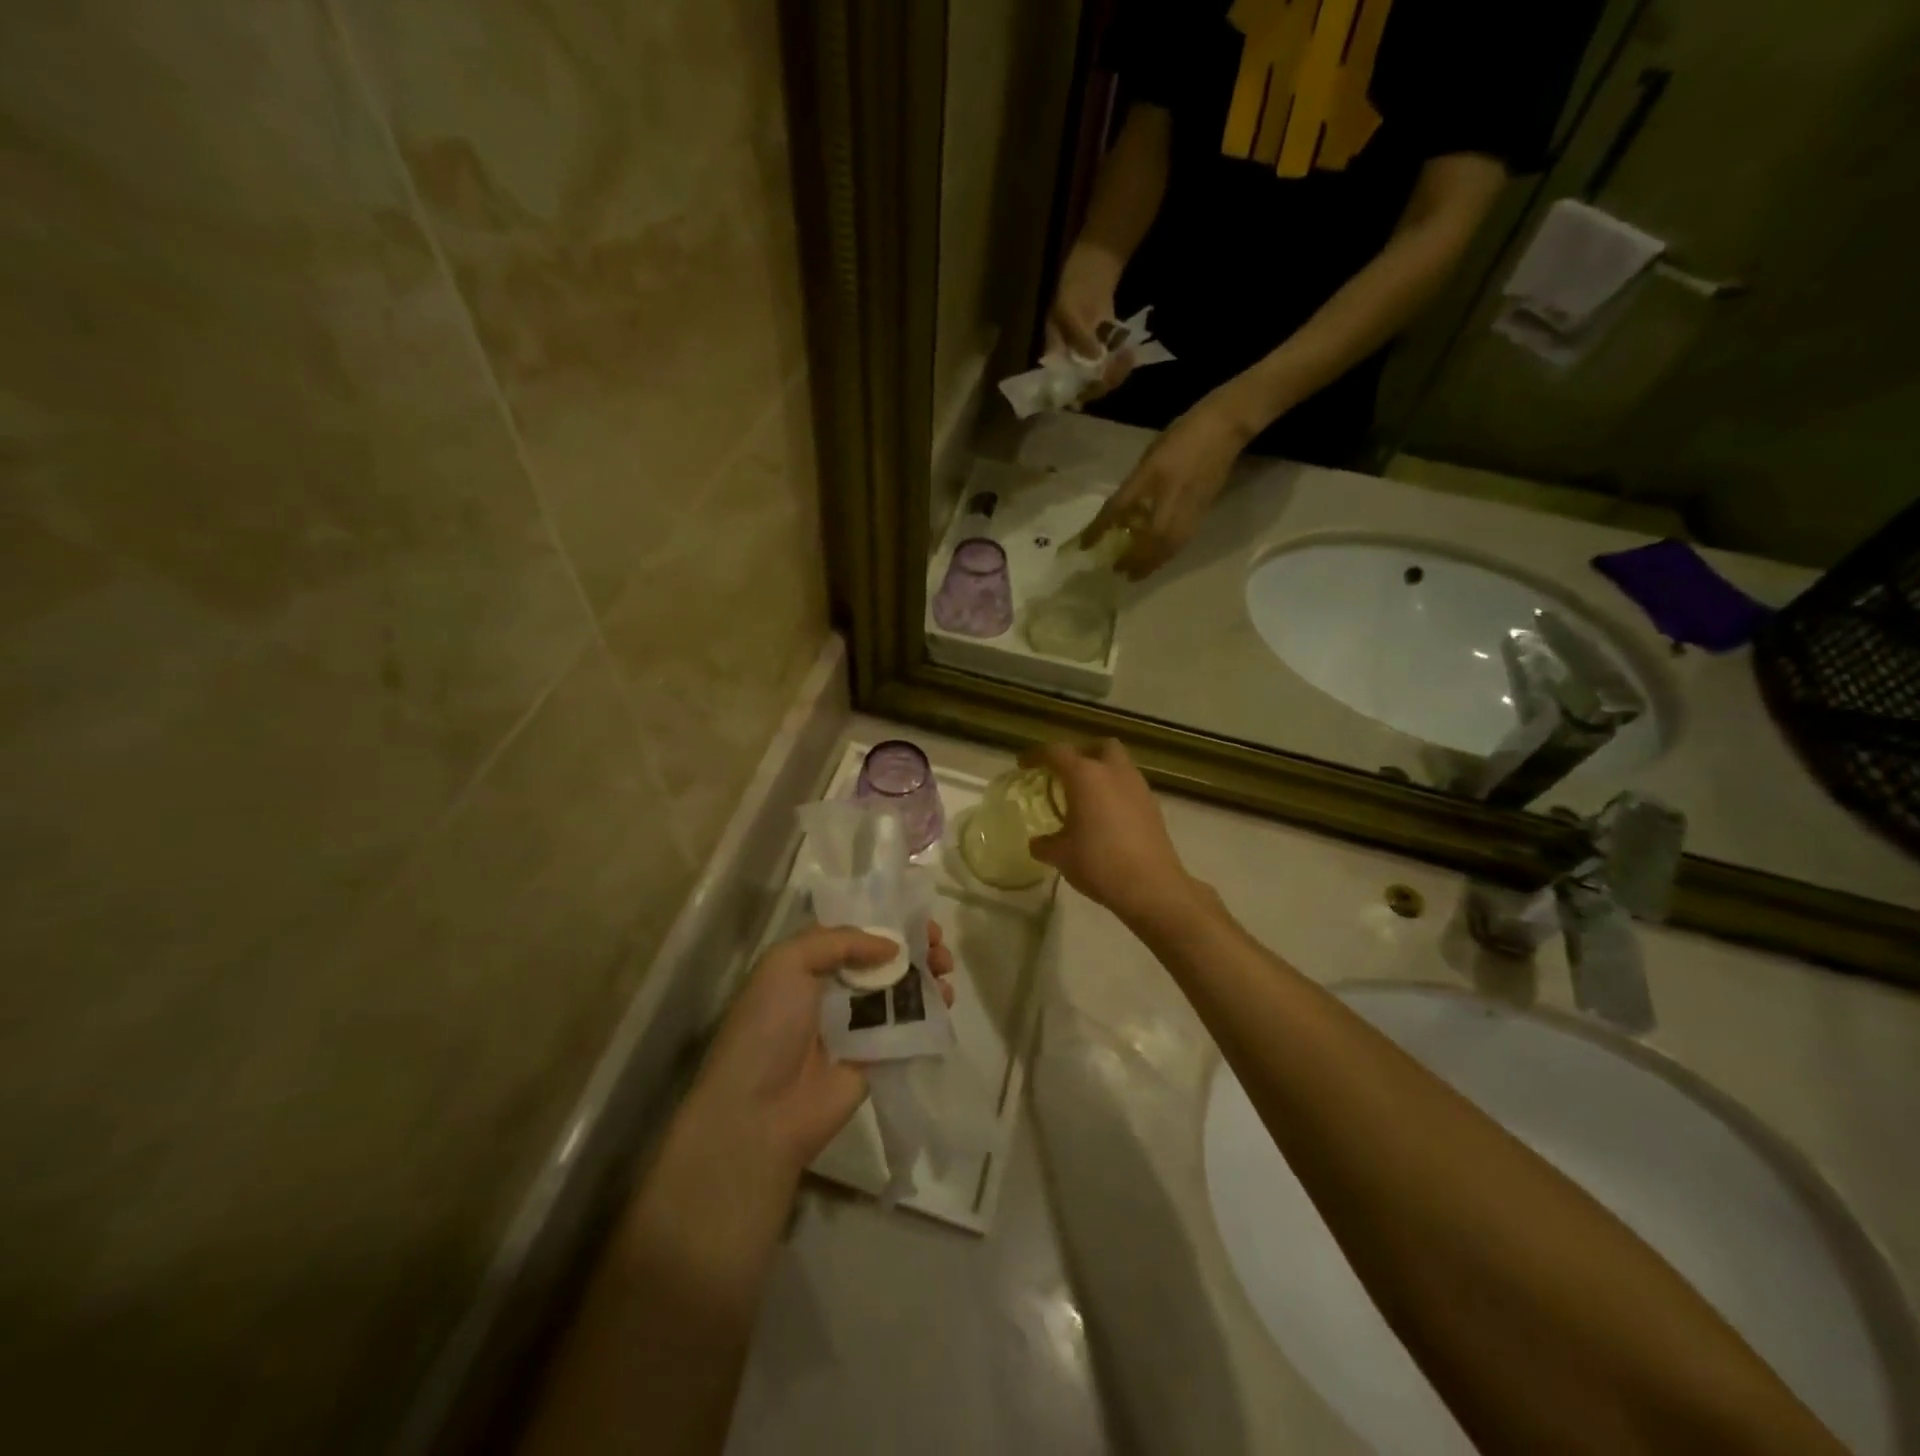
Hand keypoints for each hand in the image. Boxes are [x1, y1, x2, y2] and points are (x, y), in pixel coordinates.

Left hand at [688, 922, 955, 1177]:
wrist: (760, 1111)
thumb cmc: (768, 1026)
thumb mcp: (788, 963)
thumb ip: (841, 941)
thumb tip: (892, 947)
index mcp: (809, 964)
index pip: (855, 933)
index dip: (888, 922)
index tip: (919, 919)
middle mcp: (834, 990)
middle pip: (884, 960)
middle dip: (915, 948)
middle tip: (939, 945)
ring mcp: (857, 1025)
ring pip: (901, 990)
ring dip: (927, 974)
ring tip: (946, 969)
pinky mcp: (878, 1057)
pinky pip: (909, 1027)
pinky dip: (931, 1011)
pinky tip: (947, 1000)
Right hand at [1024, 740, 1209, 933]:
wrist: (1151, 886)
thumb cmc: (1098, 863)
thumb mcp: (1061, 855)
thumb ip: (1044, 844)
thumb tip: (1037, 843)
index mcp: (1085, 776)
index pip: (1056, 752)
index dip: (1037, 755)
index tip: (1024, 764)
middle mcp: (1114, 772)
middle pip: (1099, 746)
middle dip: (1080, 753)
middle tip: (1065, 772)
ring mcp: (1138, 787)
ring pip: (1119, 764)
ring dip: (1101, 772)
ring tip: (1085, 797)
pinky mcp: (1153, 806)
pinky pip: (1130, 786)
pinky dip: (1116, 791)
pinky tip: (1106, 816)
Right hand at [1045, 242, 1134, 399]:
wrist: (1095, 264)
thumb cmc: (1074, 284)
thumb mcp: (1069, 308)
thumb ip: (1078, 336)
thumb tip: (1095, 359)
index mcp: (1053, 354)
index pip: (1061, 384)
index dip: (1077, 389)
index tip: (1094, 382)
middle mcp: (1069, 361)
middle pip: (1083, 386)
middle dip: (1100, 381)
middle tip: (1116, 367)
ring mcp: (1087, 355)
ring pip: (1099, 378)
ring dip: (1114, 373)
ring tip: (1127, 358)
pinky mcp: (1104, 348)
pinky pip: (1111, 365)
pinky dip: (1120, 364)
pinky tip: (1129, 354)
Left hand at [1080, 388, 1255, 577]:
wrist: (1225, 427)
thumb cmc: (1183, 435)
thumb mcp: (1149, 457)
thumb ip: (1135, 484)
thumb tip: (1122, 511)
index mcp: (1151, 477)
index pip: (1118, 508)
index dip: (1099, 528)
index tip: (1085, 545)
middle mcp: (1170, 496)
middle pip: (1150, 539)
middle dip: (1134, 559)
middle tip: (1119, 572)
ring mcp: (1189, 507)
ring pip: (1169, 545)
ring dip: (1152, 563)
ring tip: (1137, 573)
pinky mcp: (1203, 512)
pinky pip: (1182, 541)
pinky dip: (1167, 554)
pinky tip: (1159, 558)